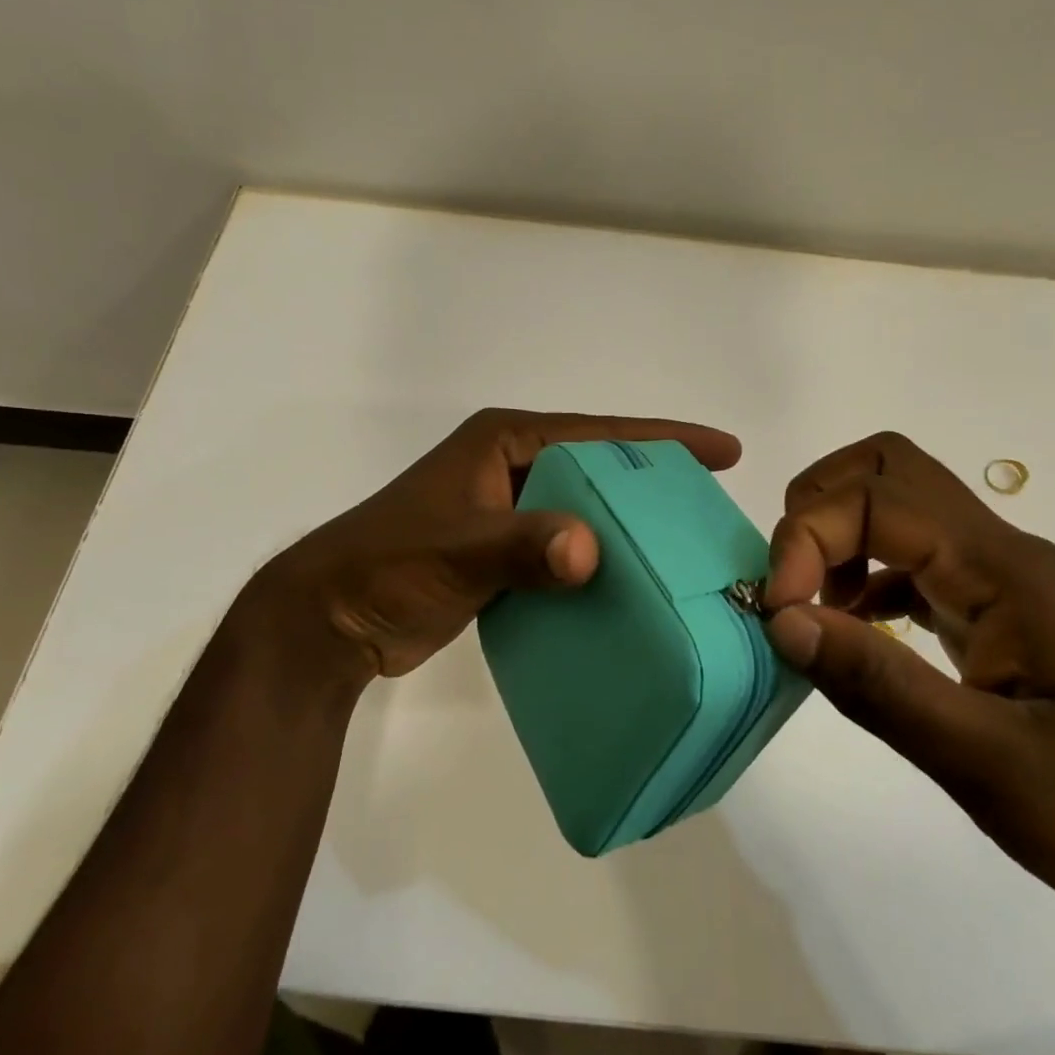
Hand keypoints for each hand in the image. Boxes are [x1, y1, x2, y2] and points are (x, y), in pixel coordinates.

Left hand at [231, 408, 740, 695]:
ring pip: (584, 509)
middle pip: (599, 468)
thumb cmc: (389, 567)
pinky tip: (631, 583)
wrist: (330, 621)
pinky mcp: (502, 551)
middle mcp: (510, 466)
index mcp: (504, 442)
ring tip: (684, 545)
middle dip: (652, 481)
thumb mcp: (458, 549)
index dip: (663, 438)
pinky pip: (564, 546)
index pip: (598, 433)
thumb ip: (522, 546)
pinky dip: (596, 559)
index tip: (724, 450)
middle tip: (711, 504)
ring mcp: (505, 509)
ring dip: (627, 525)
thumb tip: (589, 553)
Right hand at [762, 432, 1054, 969]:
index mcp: (1004, 571)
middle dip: (816, 509)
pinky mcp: (1000, 615)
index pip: (878, 498)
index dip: (807, 537)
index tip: (778, 613)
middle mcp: (1001, 554)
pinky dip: (863, 580)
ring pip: (900, 511)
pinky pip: (913, 564)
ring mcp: (1003, 582)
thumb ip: (878, 686)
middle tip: (787, 585)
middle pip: (890, 470)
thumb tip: (781, 620)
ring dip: (836, 540)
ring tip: (807, 612)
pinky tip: (850, 635)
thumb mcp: (994, 767)